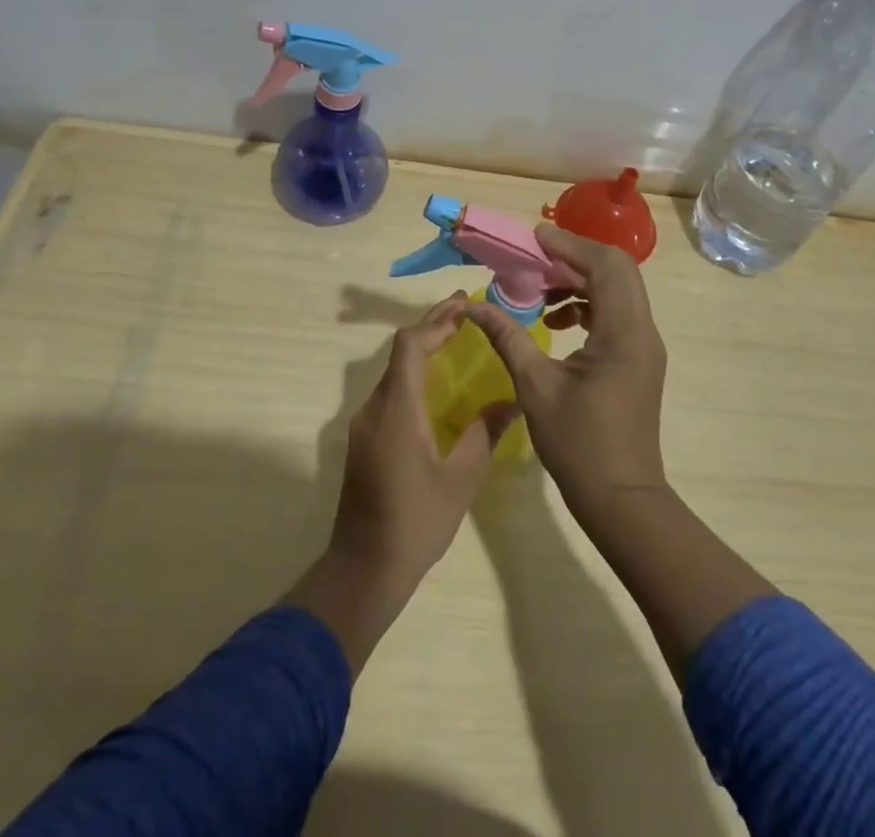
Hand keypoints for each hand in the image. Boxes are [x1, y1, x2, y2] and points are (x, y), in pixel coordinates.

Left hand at [289, 293, 518, 670]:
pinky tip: (436, 381)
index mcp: (397, 409)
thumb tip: (512, 401)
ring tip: (456, 336)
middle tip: (466, 311)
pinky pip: (390, 390)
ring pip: (394, 369)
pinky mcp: (364, 438)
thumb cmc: (415, 523)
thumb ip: (483, 433)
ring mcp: (365, 423)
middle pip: (400, 351)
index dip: (436, 320)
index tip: (465, 305)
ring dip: (422, 347)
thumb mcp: (460, 479)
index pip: (411, 345)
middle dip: (432, 326)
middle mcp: (375, 406)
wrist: (363, 569)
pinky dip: (414, 372)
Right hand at [464, 226, 668, 518]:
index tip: (533, 238)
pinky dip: (589, 305)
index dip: (569, 245)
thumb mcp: (534, 386)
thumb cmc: (578, 444)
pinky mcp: (639, 360)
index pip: (604, 265)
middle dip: (575, 257)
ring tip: (540, 293)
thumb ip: (507, 336)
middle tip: (535, 258)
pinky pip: (617, 313)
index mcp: (622, 332)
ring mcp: (645, 346)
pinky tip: (557, 322)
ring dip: (581, 281)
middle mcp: (642, 330)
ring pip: (618, 290)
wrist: (621, 500)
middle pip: (617, 269)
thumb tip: (473, 306)